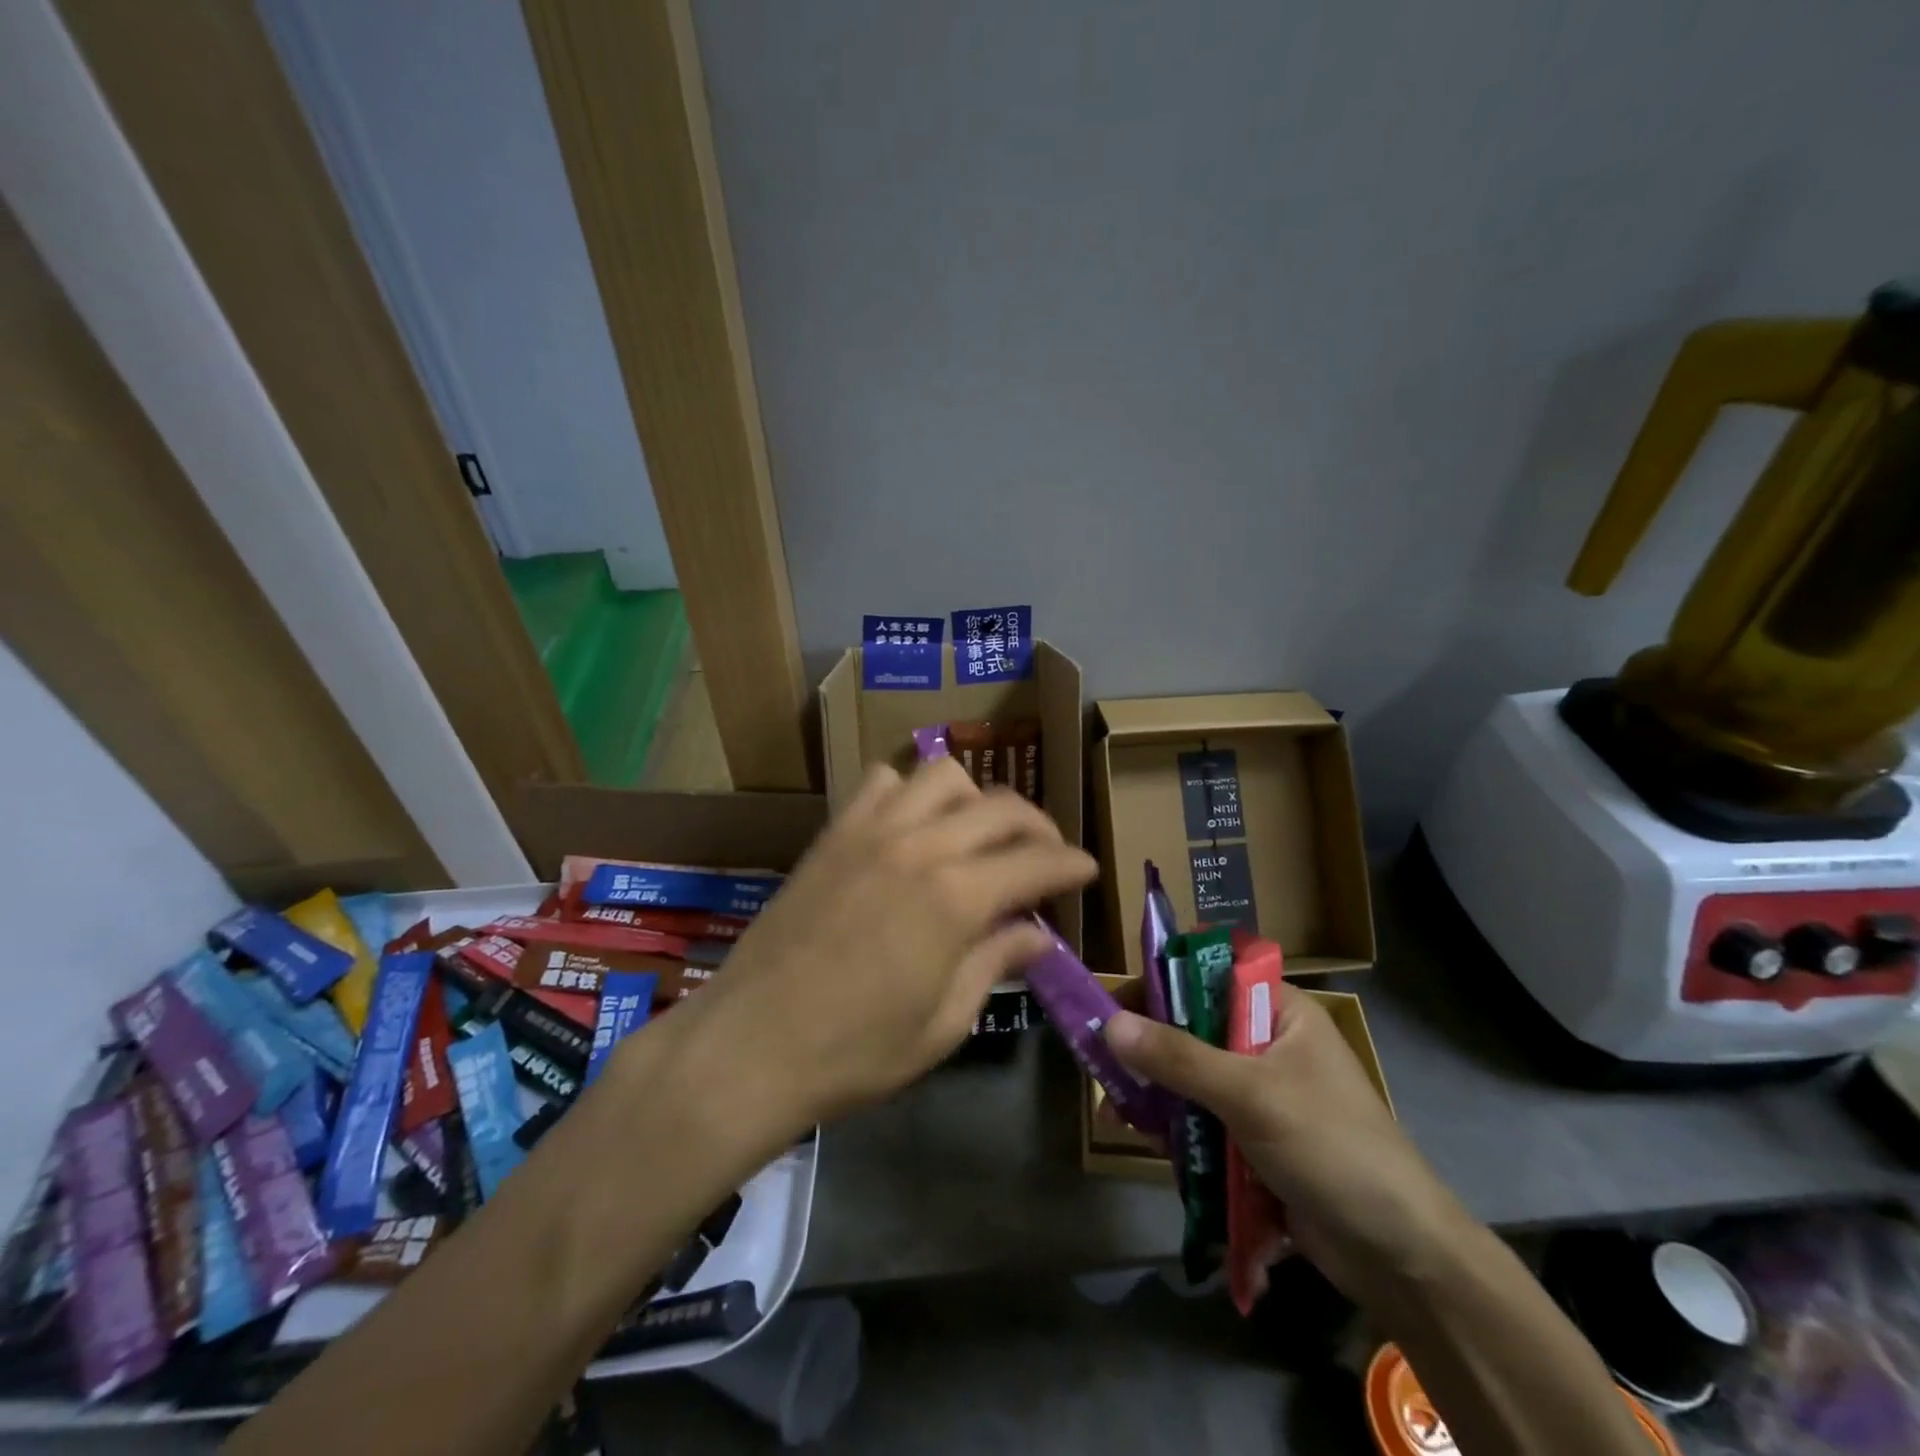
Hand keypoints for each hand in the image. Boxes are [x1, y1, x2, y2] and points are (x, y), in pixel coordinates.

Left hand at [697, 759, 1096, 1124]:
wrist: (750, 1045)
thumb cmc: (854, 1052)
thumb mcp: (942, 1024)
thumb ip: (994, 965)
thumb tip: (1036, 935)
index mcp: (956, 898)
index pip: (1036, 860)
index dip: (1071, 864)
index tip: (1087, 871)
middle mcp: (920, 845)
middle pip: (1001, 806)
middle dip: (1038, 826)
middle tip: (1046, 857)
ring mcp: (872, 830)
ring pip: (944, 774)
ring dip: (976, 798)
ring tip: (979, 835)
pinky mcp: (834, 832)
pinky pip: (882, 781)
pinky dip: (910, 791)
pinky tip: (913, 826)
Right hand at [1103, 987, 1472, 1303]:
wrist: (1401, 1257)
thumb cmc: (1332, 1148)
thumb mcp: (1251, 1094)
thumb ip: (1179, 1057)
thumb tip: (1110, 1024)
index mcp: (1280, 1012)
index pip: (1209, 976)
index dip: (1162, 984)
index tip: (1116, 1006)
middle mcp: (1267, 1044)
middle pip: (1193, 1030)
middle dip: (1150, 1049)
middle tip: (1104, 1064)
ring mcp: (1262, 1095)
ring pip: (1192, 1079)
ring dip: (1157, 1094)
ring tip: (1116, 1112)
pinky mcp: (1255, 1141)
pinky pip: (1203, 1122)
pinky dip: (1176, 1130)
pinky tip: (1148, 1144)